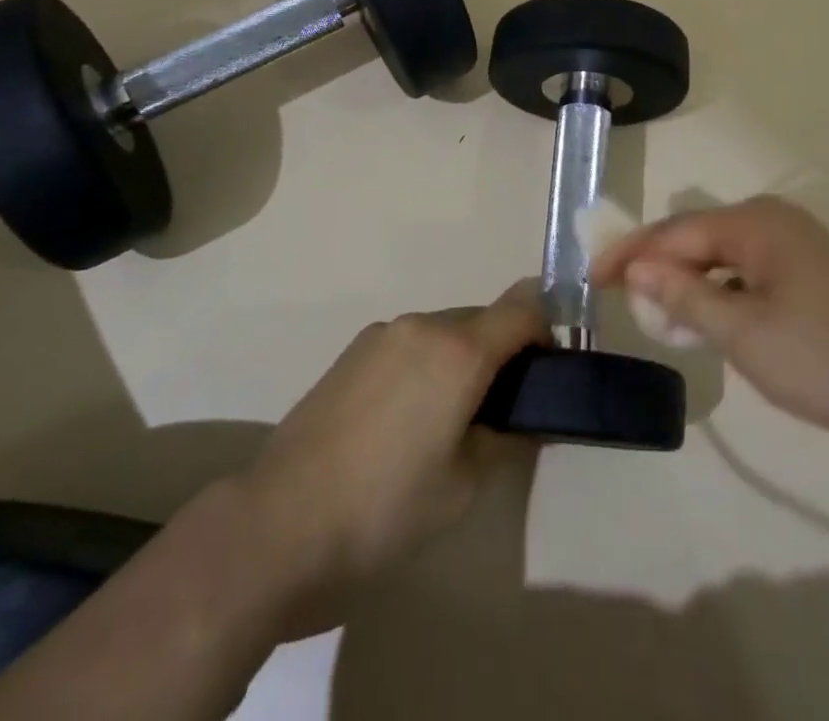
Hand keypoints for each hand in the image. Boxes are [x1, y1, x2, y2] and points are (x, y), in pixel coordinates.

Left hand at [238, 280, 545, 631]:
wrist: (280, 522)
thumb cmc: (385, 508)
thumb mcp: (464, 486)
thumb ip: (505, 438)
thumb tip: (524, 418)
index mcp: (458, 350)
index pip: (522, 308)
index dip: (546, 331)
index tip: (548, 371)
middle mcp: (423, 325)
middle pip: (483, 319)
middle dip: (502, 351)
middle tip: (503, 409)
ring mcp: (382, 334)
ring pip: (444, 331)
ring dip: (461, 359)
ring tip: (449, 421)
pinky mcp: (352, 351)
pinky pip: (409, 343)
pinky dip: (425, 364)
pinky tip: (404, 420)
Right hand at [592, 197, 828, 460]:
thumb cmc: (827, 355)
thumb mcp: (744, 332)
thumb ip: (685, 296)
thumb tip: (639, 268)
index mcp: (753, 222)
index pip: (674, 232)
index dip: (630, 255)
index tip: (591, 279)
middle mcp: (772, 220)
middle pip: (697, 237)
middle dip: (657, 267)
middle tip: (620, 299)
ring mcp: (797, 244)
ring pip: (723, 256)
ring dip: (689, 282)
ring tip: (659, 317)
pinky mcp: (813, 271)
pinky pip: (749, 271)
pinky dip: (721, 292)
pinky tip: (711, 320)